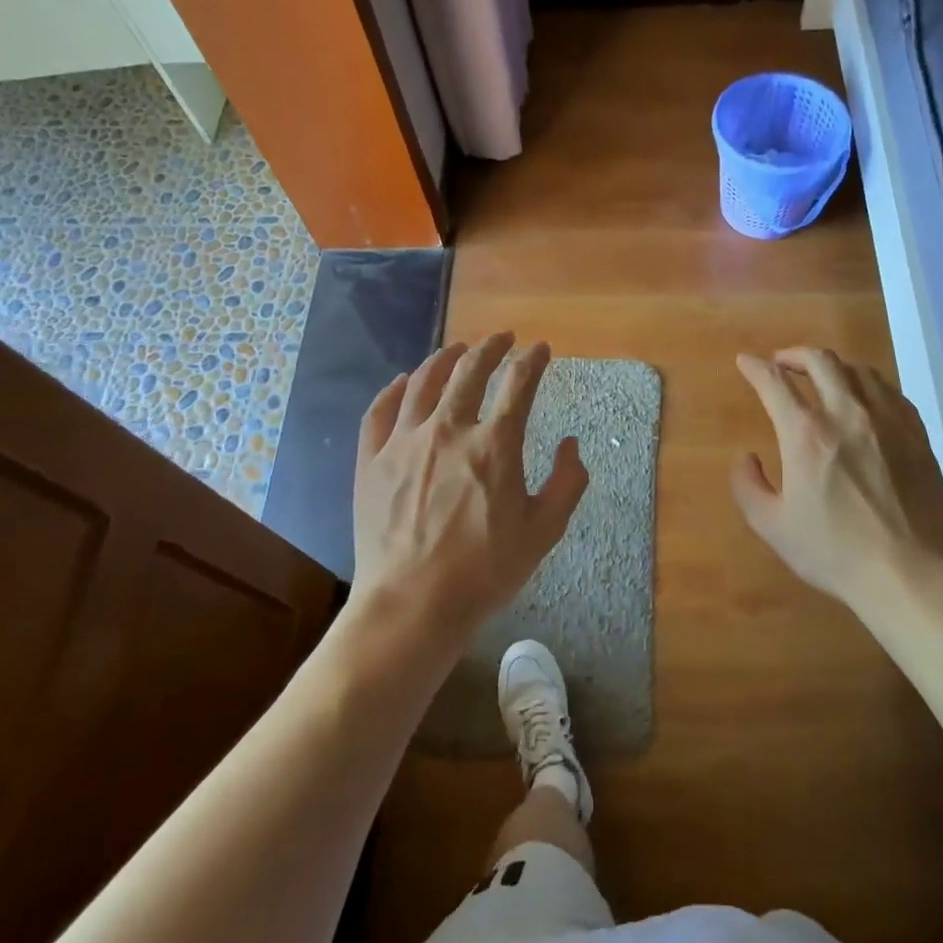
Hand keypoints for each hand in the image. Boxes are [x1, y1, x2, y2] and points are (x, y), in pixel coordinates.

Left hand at [349, 333, 588, 648]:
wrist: (412, 605)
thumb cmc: (485, 571)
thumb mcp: (544, 531)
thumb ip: (567, 483)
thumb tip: (571, 444)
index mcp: (494, 445)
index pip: (518, 384)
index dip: (532, 361)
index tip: (540, 349)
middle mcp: (448, 430)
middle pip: (469, 371)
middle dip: (490, 348)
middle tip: (501, 338)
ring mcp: (404, 442)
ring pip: (423, 382)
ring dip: (444, 358)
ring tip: (456, 350)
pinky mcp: (372, 461)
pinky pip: (380, 410)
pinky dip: (394, 389)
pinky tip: (403, 381)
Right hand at [732, 348, 942, 614]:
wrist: (907, 572)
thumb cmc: (833, 551)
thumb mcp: (771, 526)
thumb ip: (747, 485)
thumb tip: (746, 457)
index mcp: (806, 434)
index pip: (774, 382)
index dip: (755, 367)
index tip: (745, 362)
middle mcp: (847, 414)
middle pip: (821, 361)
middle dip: (795, 354)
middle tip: (782, 363)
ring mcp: (888, 421)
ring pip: (859, 371)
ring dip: (833, 367)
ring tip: (823, 379)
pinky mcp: (917, 435)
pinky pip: (891, 393)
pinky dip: (869, 386)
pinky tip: (865, 400)